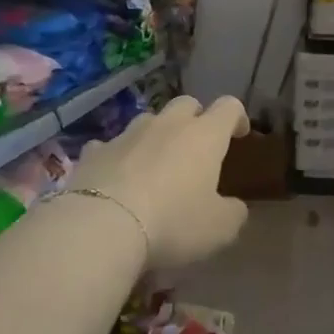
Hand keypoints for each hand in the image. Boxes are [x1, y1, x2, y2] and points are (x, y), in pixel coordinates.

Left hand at [70, 94, 250, 268]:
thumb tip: (234, 206)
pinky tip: (116, 176)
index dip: (237, 118)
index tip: (239, 134)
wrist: (102, 227)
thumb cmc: (173, 222)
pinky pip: (110, 146)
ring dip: (156, 135)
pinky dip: (118, 156)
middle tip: (198, 146)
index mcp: (204, 136)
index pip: (229, 108)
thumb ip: (233, 213)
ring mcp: (126, 135)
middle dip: (196, 118)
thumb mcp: (220, 228)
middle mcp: (167, 125)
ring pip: (148, 121)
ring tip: (156, 163)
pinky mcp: (93, 152)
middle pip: (186, 104)